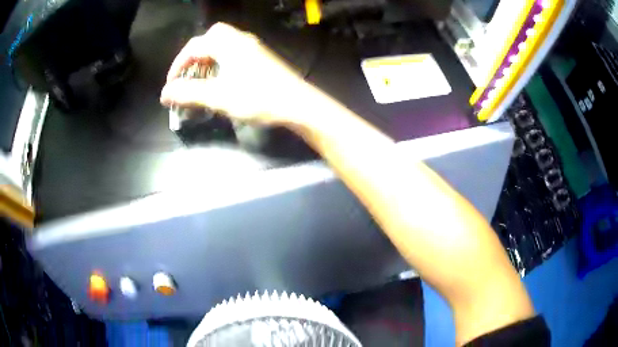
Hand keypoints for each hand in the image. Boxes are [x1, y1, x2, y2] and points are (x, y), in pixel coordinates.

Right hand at [160, 23, 308, 125]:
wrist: (297, 104)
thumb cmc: (257, 98)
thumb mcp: (218, 96)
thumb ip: (189, 93)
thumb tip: (164, 93)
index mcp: (227, 43)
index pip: (193, 46)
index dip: (177, 65)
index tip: (171, 86)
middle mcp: (240, 39)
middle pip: (209, 38)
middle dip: (194, 55)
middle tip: (188, 75)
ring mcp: (252, 47)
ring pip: (222, 44)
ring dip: (207, 58)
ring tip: (201, 79)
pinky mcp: (260, 57)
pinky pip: (233, 52)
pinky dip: (220, 61)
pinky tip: (221, 79)